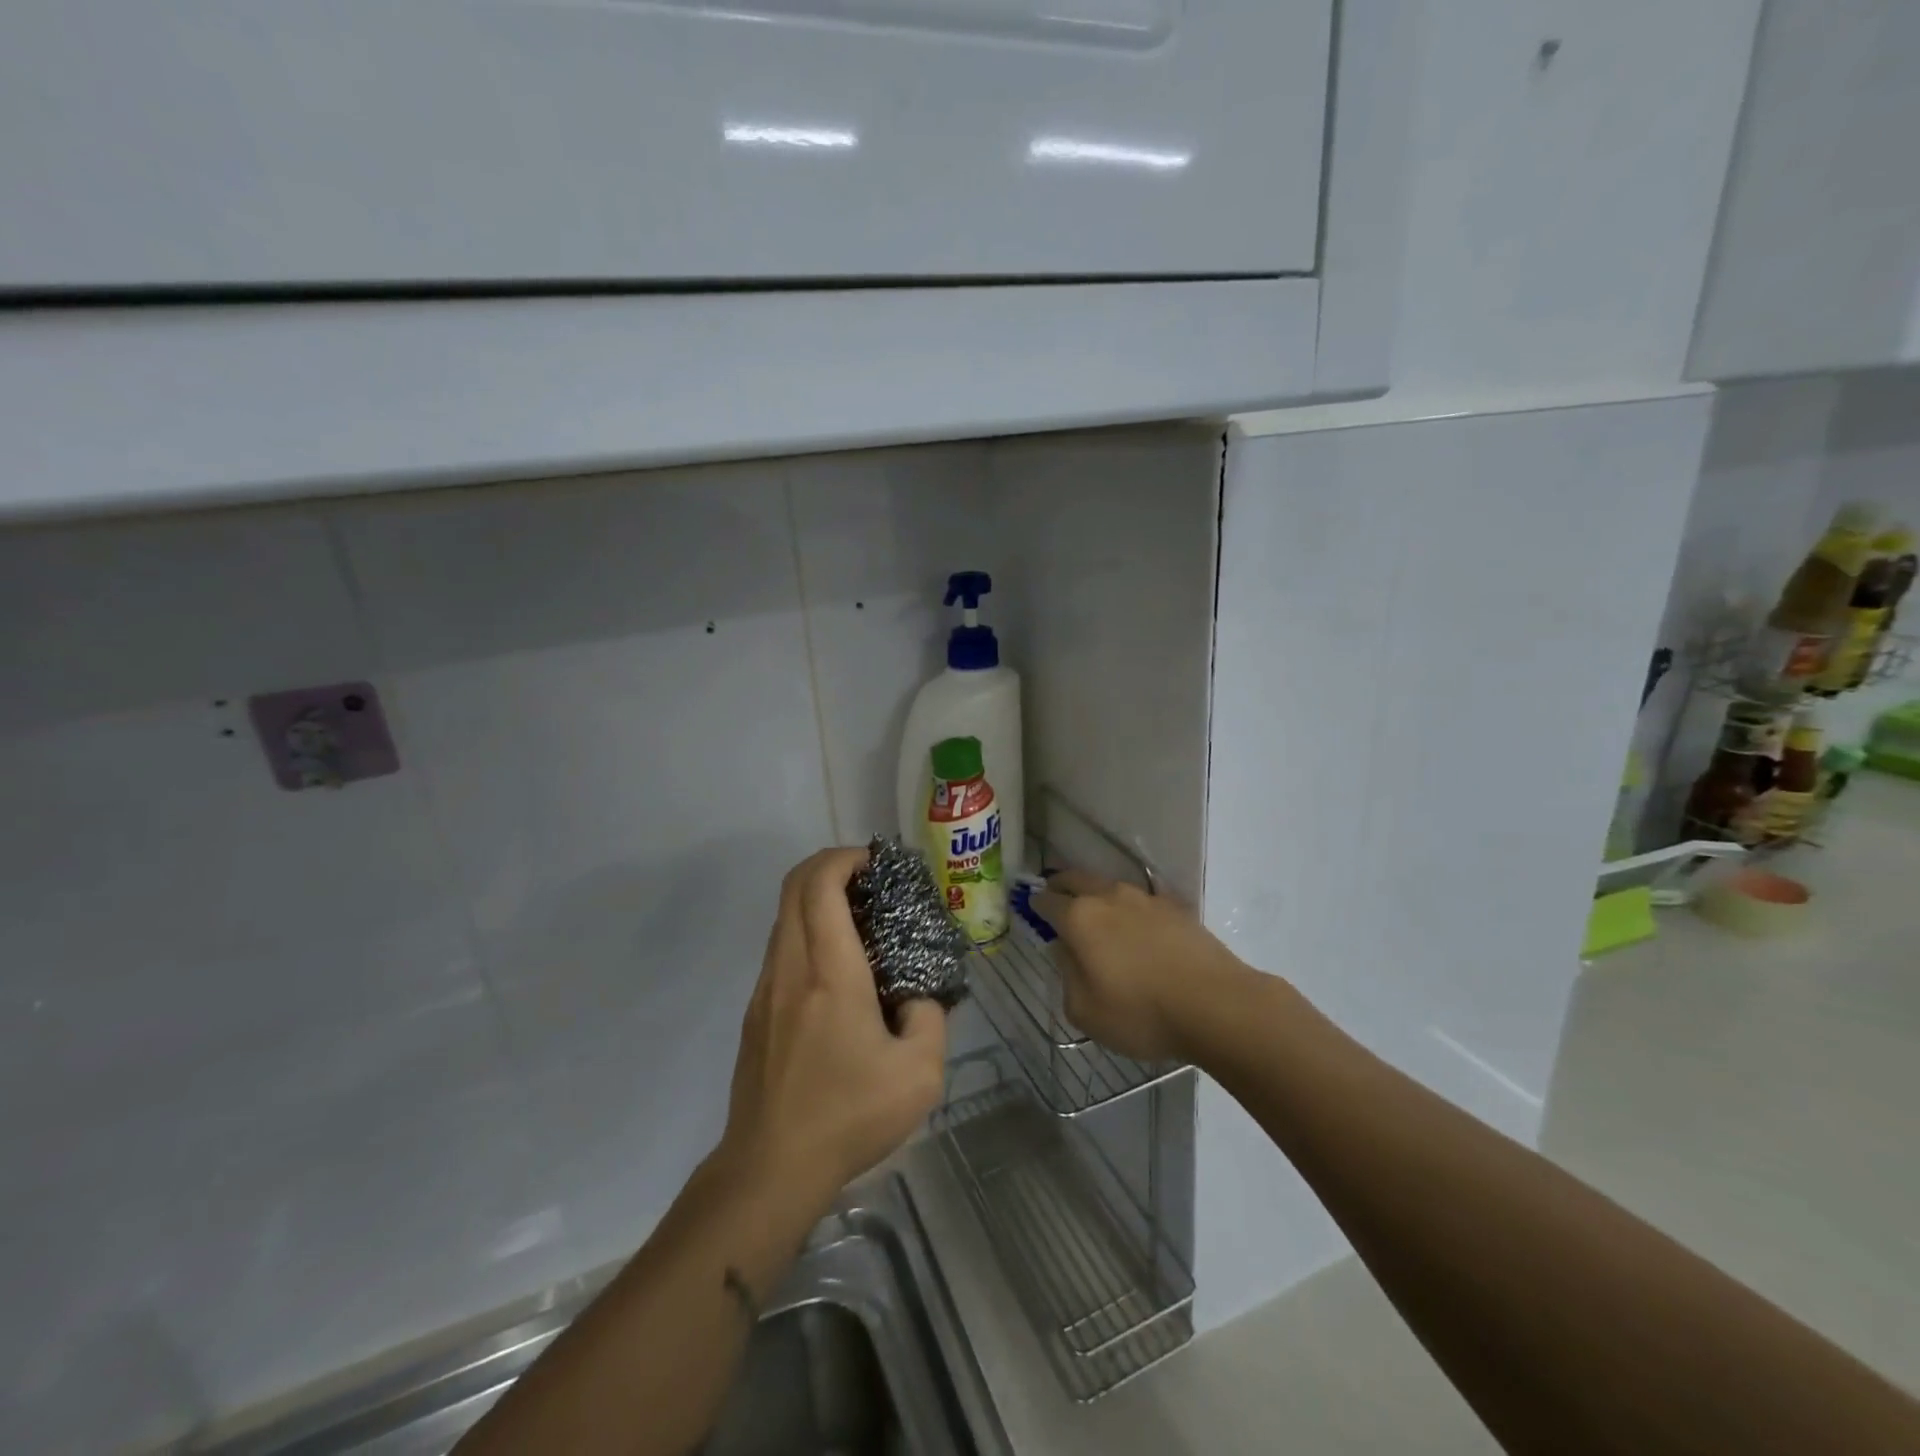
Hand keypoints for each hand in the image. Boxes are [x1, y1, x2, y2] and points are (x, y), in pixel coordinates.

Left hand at [718, 848, 947, 1207]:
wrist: (770, 1167)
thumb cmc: (848, 1115)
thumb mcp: (919, 1073)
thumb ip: (930, 1018)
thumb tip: (916, 998)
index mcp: (829, 972)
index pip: (820, 885)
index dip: (845, 858)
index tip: (878, 864)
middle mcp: (790, 968)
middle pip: (794, 887)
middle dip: (830, 866)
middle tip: (871, 880)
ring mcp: (766, 988)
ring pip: (784, 916)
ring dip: (817, 899)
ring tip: (860, 920)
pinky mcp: (756, 1011)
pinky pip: (781, 947)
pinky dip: (807, 930)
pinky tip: (838, 967)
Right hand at [1031, 870, 1250, 1061]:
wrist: (1216, 1005)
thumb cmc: (1141, 1013)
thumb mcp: (1085, 1011)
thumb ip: (1067, 975)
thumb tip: (1066, 950)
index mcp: (1079, 918)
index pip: (1046, 901)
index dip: (1034, 904)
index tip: (1030, 910)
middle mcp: (1108, 897)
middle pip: (1076, 879)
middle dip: (1061, 885)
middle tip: (1054, 895)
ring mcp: (1145, 898)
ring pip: (1109, 885)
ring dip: (1095, 893)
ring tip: (1095, 911)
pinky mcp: (1175, 907)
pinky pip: (1141, 900)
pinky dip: (1129, 907)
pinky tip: (1135, 924)